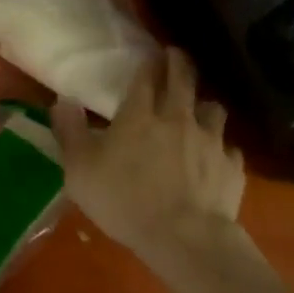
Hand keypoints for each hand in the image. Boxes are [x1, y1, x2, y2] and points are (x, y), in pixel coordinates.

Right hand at [52, 48, 246, 263]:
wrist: (185, 239)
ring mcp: (210, 141)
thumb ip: (70, 132)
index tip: (151, 53)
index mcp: (139, 116)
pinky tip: (216, 157)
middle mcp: (178, 119)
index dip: (148, 63)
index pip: (145, 77)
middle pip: (183, 80)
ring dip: (204, 105)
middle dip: (179, 63)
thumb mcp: (80, 170)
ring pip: (213, 109)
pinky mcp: (232, 167)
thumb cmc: (124, 201)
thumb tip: (62, 99)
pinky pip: (230, 148)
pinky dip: (222, 148)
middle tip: (176, 55)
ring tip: (200, 108)